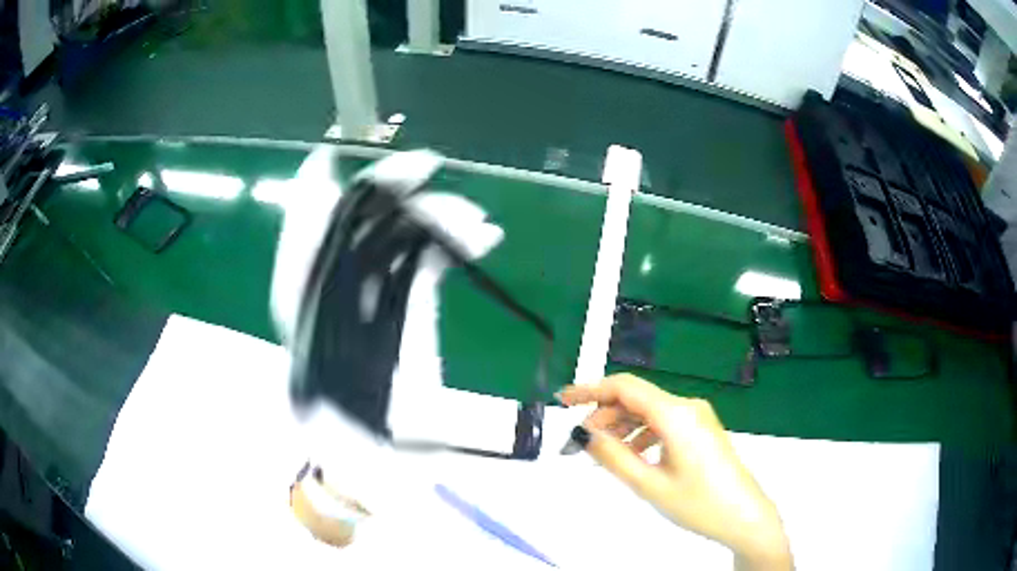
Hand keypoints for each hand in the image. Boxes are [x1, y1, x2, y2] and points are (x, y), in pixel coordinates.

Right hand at [558, 374, 792, 570]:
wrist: (744, 516)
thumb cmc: (699, 503)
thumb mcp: (649, 485)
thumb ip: (613, 457)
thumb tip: (584, 434)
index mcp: (675, 414)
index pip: (625, 387)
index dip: (591, 389)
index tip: (564, 400)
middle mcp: (687, 407)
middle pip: (636, 398)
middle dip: (603, 415)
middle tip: (578, 442)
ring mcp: (697, 417)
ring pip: (649, 412)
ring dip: (621, 427)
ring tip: (600, 453)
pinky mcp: (701, 430)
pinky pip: (663, 423)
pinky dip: (640, 435)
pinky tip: (631, 457)